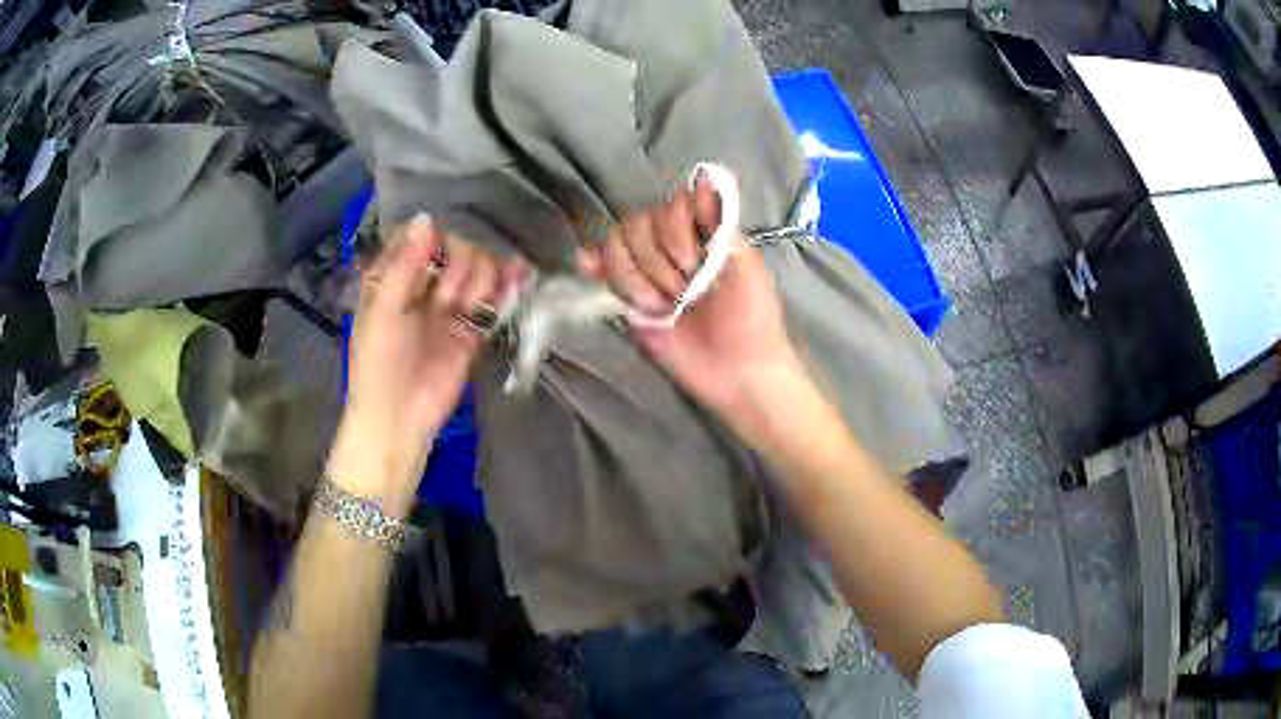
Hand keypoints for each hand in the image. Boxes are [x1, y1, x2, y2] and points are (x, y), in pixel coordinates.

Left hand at [331, 217, 519, 510]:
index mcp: (393, 277)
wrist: (398, 420)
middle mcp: (423, 286)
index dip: (436, 231)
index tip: (448, 236)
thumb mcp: (383, 311)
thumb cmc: (378, 363)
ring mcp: (449, 308)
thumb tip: (427, 218)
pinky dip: (506, 290)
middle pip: (454, 250)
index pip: (419, 236)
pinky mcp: (472, 330)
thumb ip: (405, 265)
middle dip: (459, 263)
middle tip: (448, 294)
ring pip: (476, 272)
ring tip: (466, 305)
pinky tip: (517, 277)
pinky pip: (492, 302)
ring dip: (479, 278)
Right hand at [583, 178, 801, 423]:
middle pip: (637, 223)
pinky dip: (594, 264)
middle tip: (684, 294)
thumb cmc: (752, 321)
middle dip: (658, 261)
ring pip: (617, 245)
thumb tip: (703, 178)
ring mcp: (647, 272)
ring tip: (663, 307)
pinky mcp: (629, 300)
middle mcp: (672, 247)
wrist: (737, 374)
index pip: (669, 205)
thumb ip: (720, 225)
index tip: (694, 264)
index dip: (674, 232)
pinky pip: (602, 271)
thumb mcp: (747, 268)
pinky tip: (590, 268)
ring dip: (636, 277)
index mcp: (702, 235)